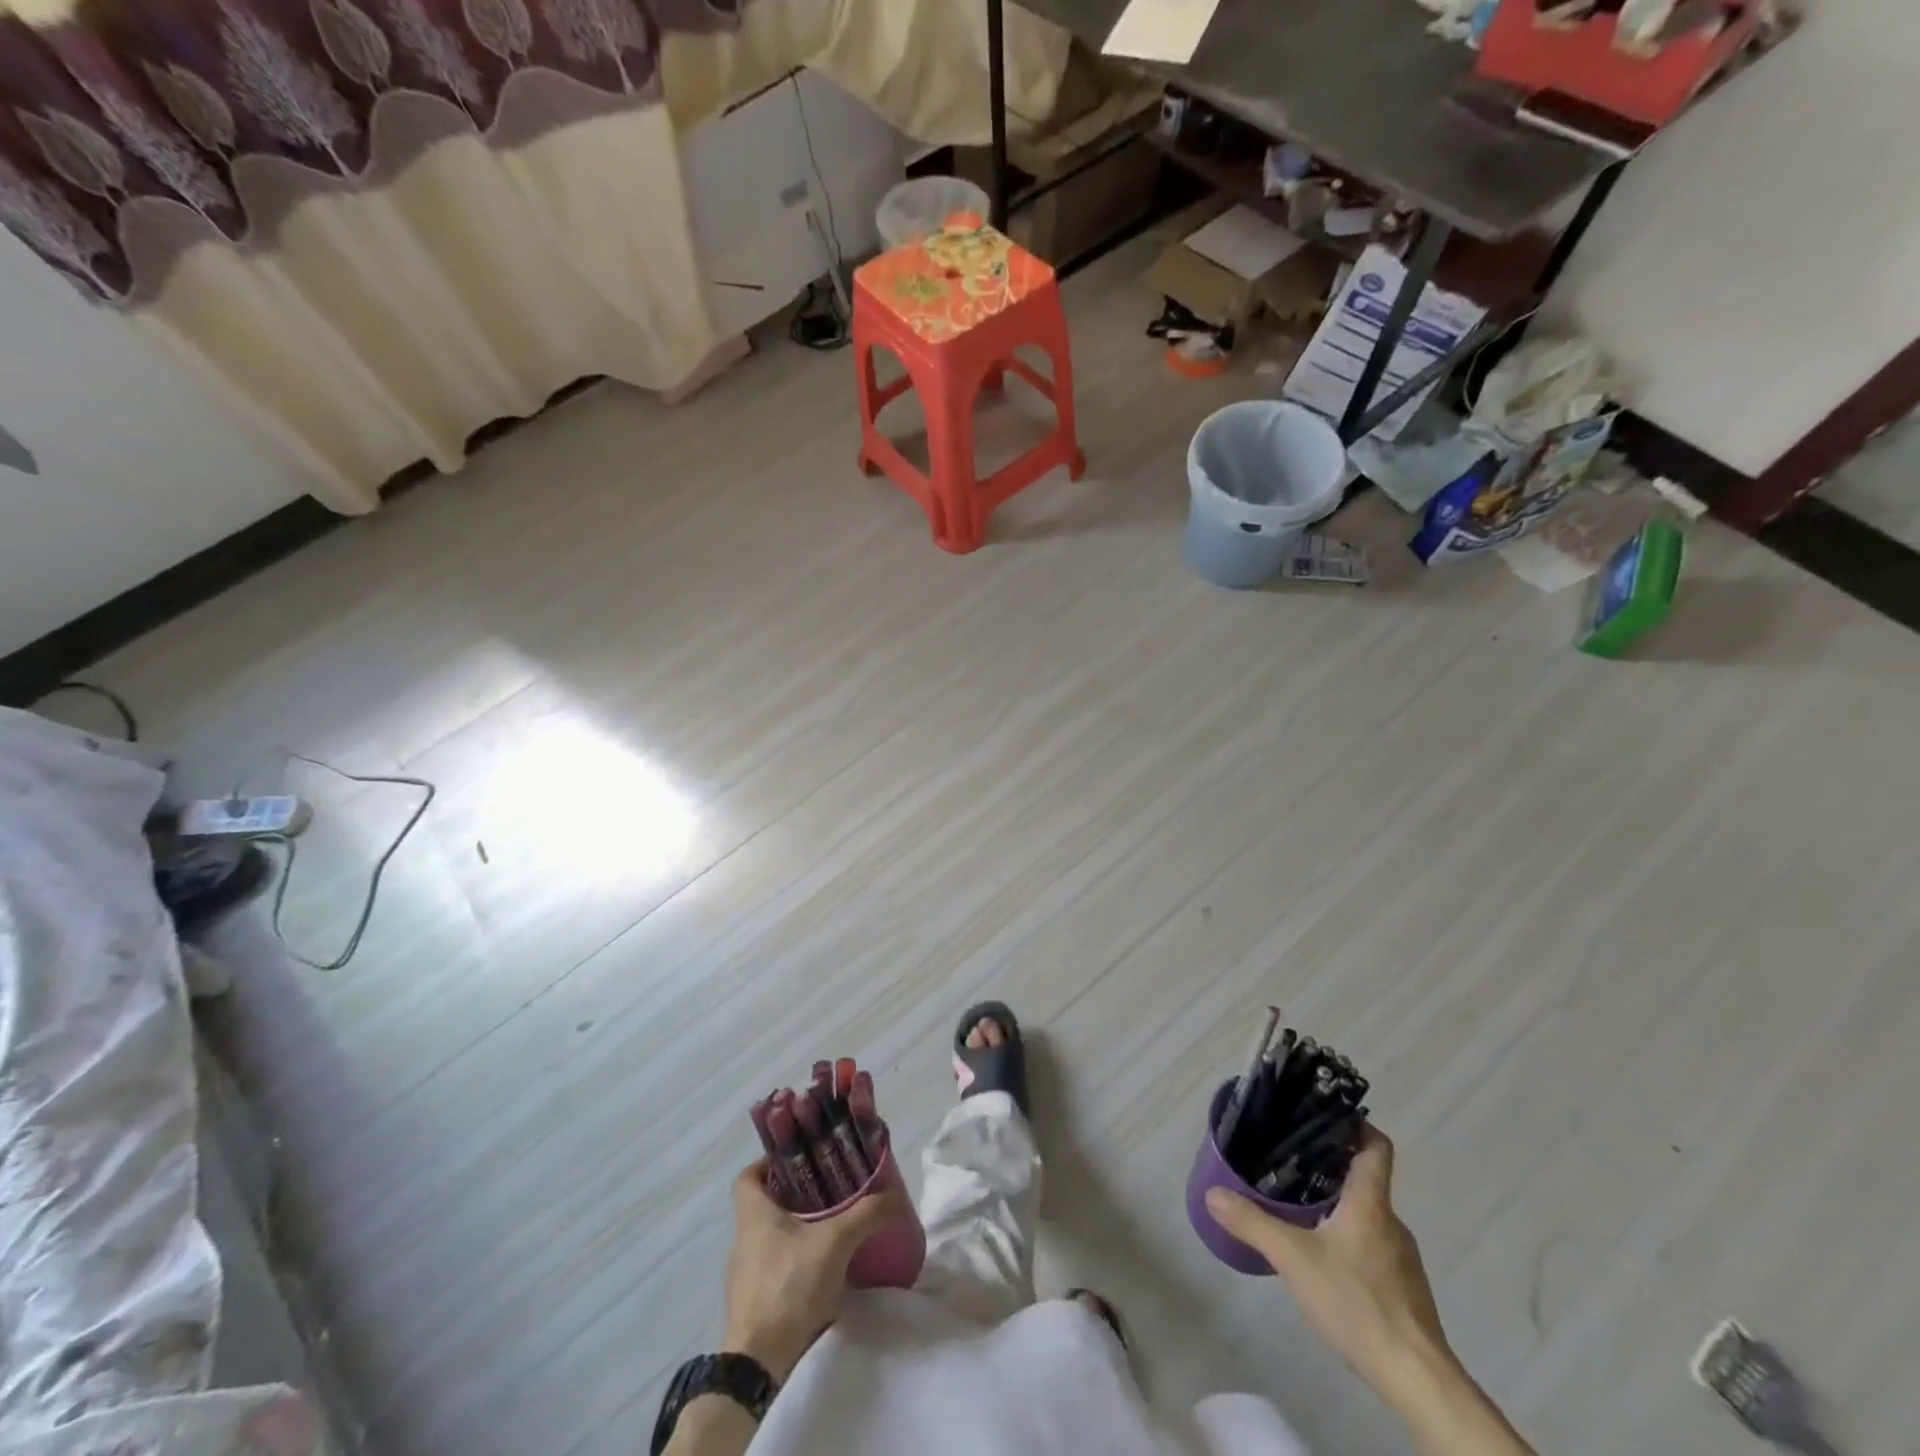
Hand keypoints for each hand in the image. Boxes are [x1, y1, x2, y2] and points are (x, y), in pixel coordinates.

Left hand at [721, 1161, 904, 1382]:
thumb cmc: (789, 1287)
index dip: (770, 1162)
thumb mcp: (835, 1242)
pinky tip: (821, 1271)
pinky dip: (795, 1263)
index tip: (800, 1161)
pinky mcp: (753, 1305)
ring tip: (830, 1230)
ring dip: (797, 1231)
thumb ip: (865, 1213)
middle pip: (765, 1205)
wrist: (757, 1366)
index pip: (748, 1176)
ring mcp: (744, 1276)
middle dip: (795, 1196)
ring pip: (771, 1239)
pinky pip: (774, 1270)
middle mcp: (742, 1241)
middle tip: (829, 1191)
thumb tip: (892, 1194)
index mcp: (753, 1215)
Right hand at [1205, 1128, 1450, 1400]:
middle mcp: (1392, 1223)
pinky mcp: (1405, 1292)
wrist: (1417, 1379)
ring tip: (1299, 1210)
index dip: (1356, 1125)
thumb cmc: (1357, 1302)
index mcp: (1371, 1203)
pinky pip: (1374, 1248)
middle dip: (1331, 1169)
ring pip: (1368, 1216)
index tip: (1327, 1117)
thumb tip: (1212, 1193)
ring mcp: (1403, 1260)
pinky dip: (1349, 1242)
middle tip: (1290, 1163)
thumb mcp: (1293, 1258)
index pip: (1376, 1147)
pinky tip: (1323, 1262)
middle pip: (1366, 1180)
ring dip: (1338, 1207)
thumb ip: (1252, 1222)